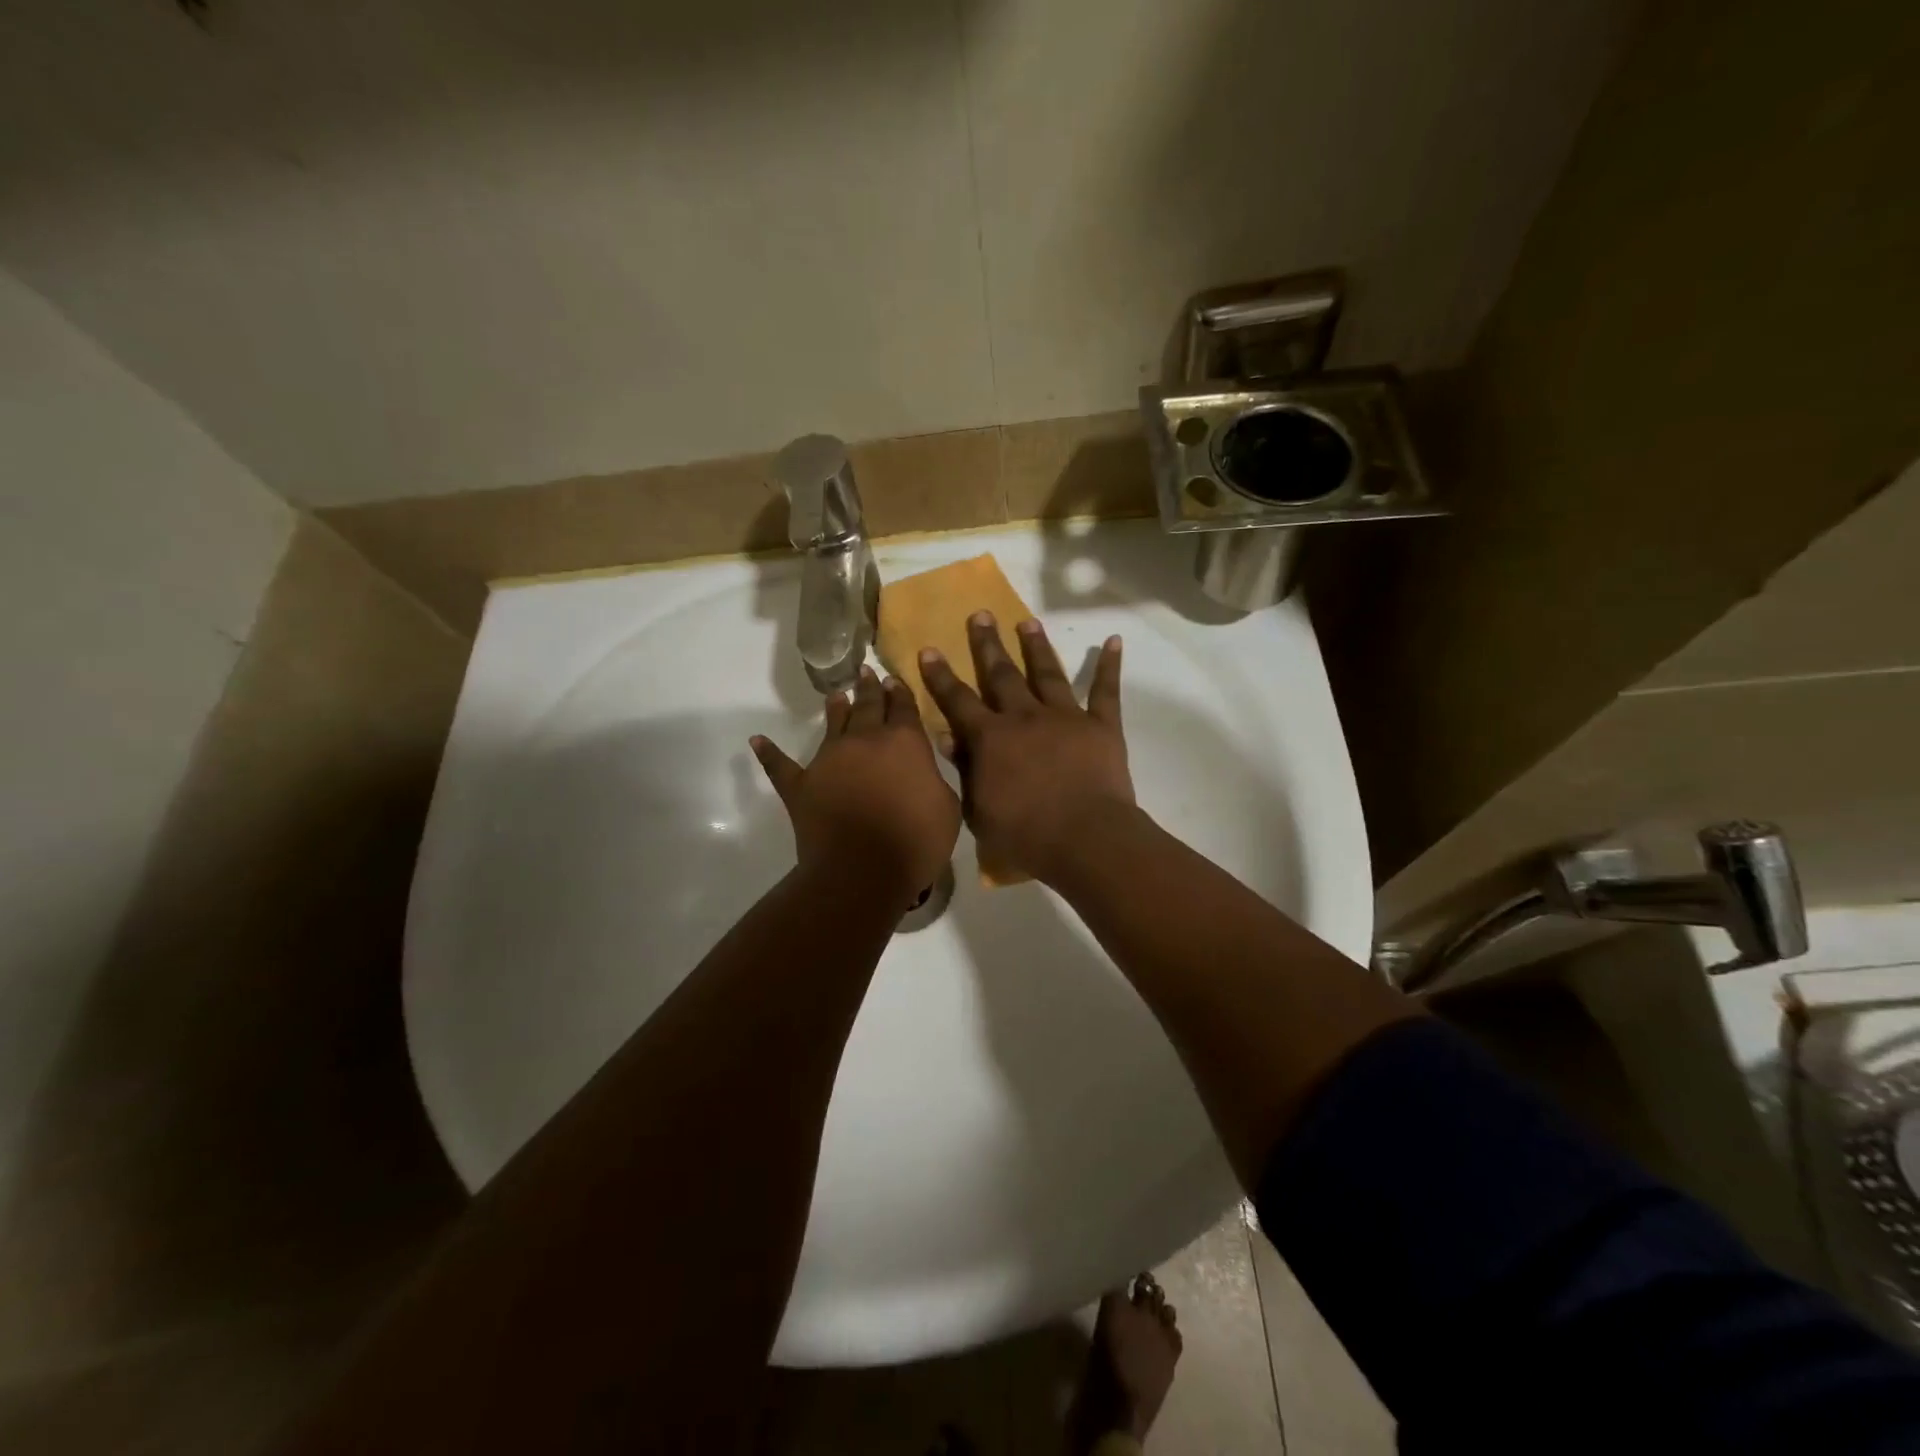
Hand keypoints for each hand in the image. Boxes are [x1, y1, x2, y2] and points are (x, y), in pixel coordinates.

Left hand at [751, 666, 960, 907]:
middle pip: (868, 706)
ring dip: (835, 709)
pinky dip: (769, 753)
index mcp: (905, 742)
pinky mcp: (801, 786)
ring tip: (835, 695)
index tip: (894, 679)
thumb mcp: (947, 807)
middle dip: (869, 688)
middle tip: (866, 672)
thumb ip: (934, 780)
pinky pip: (781, 766)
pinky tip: (757, 741)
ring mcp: (828, 760)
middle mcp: (865, 741)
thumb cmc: (916, 841)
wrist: (863, 871)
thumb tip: (922, 772)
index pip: (904, 707)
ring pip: (832, 725)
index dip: (901, 692)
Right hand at [917, 613, 1133, 885]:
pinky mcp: (1101, 726)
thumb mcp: (978, 809)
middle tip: (980, 614)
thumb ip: (964, 769)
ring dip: (1036, 646)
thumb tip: (947, 734)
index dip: (941, 676)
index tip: (929, 649)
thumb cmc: (1025, 834)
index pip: (958, 700)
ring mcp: (1065, 717)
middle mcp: (1025, 717)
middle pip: (1002, 675)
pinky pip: (1105, 691)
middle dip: (988, 644)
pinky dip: (1109, 666)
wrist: (1085, 839)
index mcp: (991, 738)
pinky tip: (1114, 641)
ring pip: (1047, 673)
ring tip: (1027, 622)